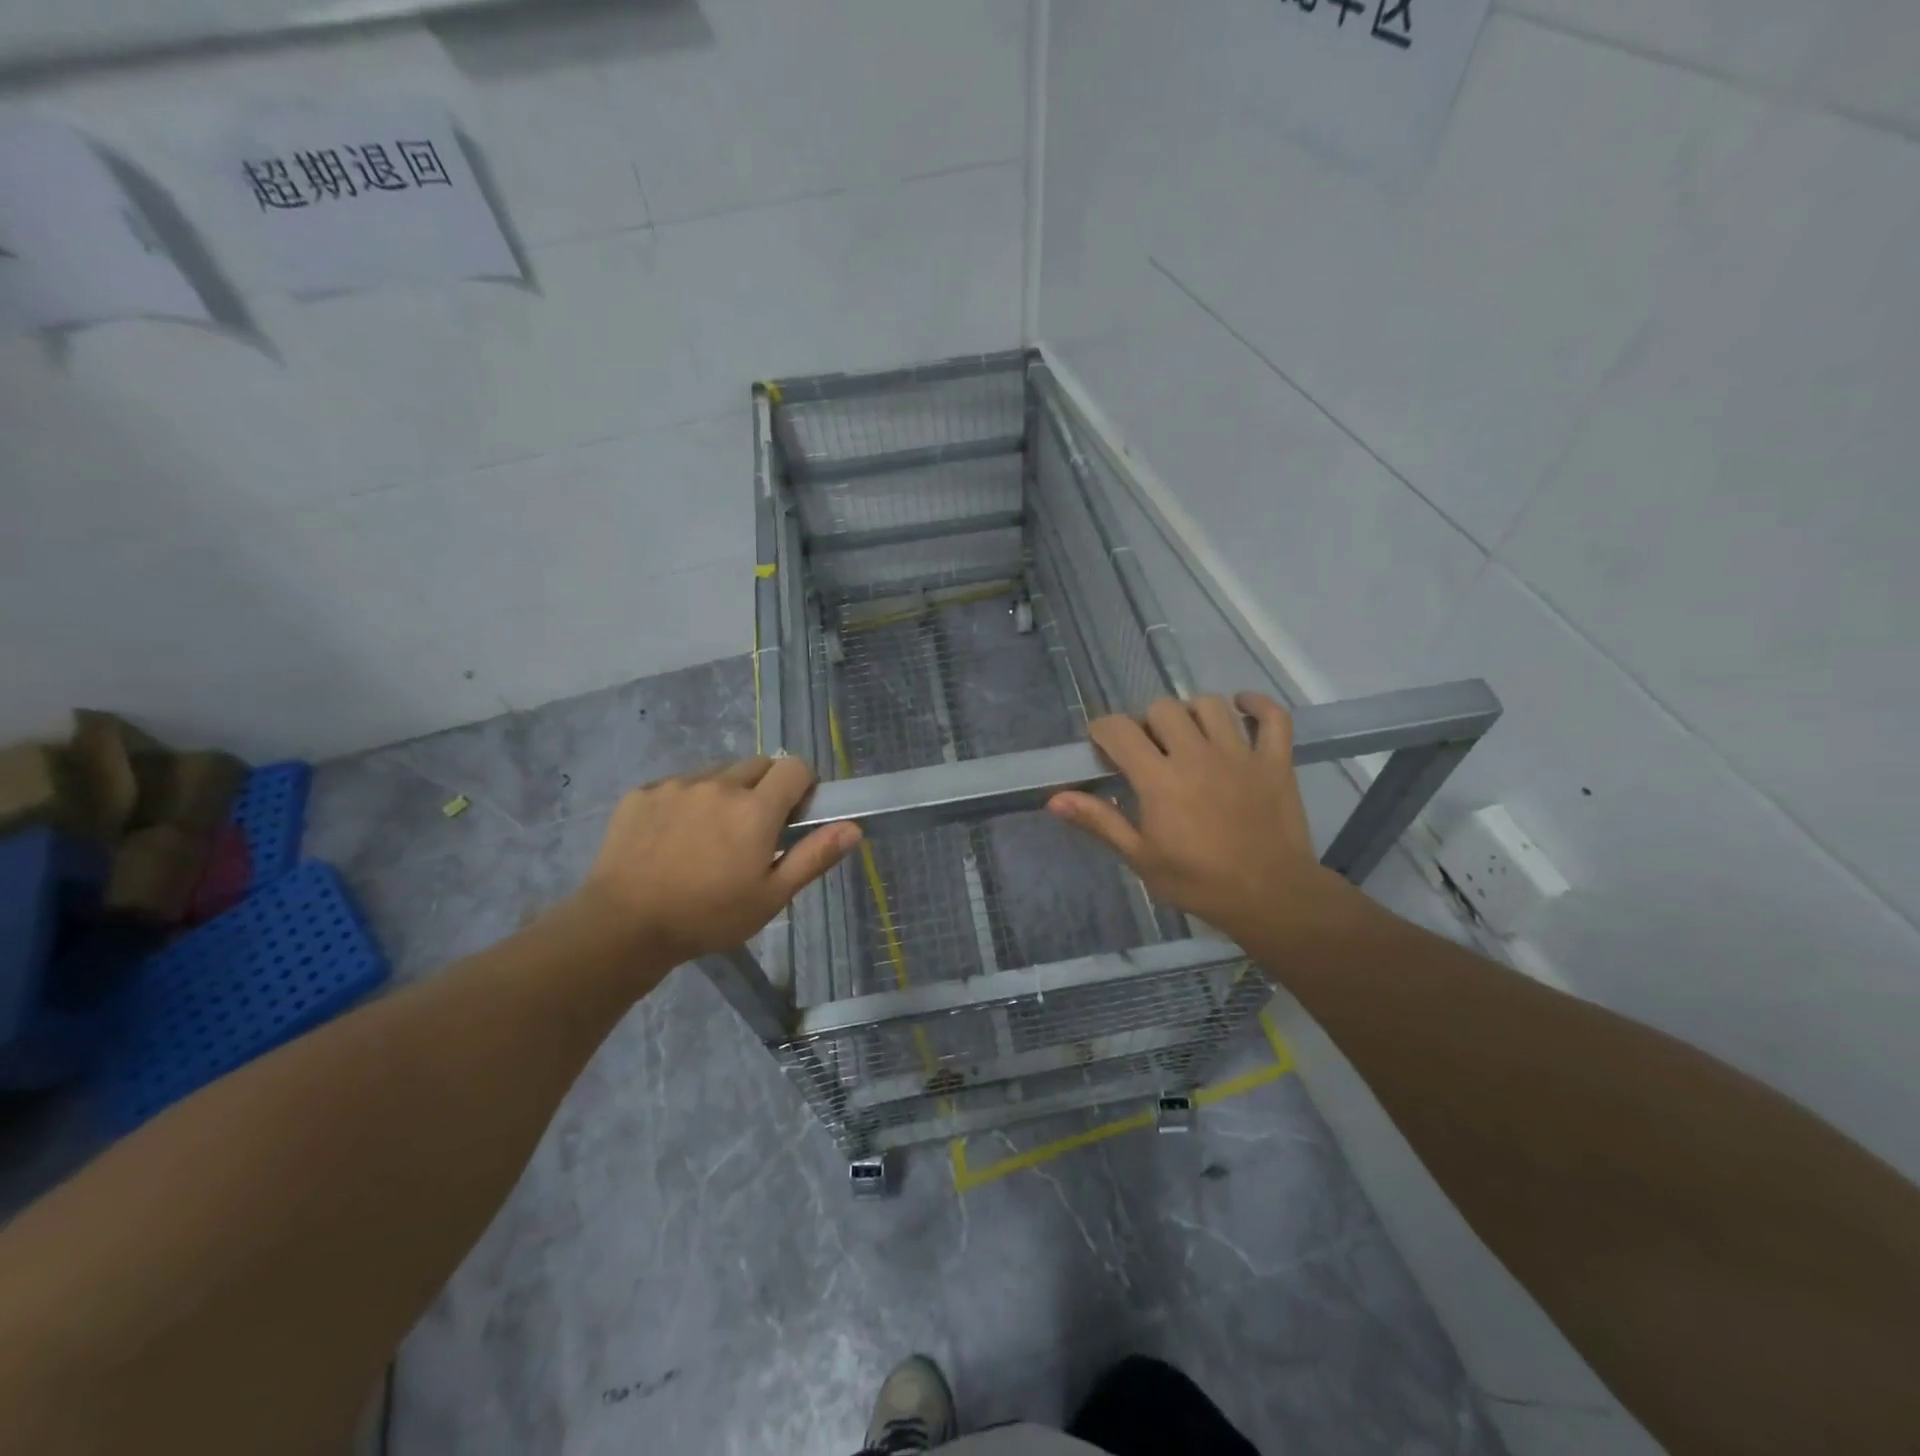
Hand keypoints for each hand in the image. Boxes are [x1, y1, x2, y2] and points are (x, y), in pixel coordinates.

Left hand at [574, 756, 859, 964]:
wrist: (622, 926)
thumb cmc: (708, 916)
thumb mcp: (771, 896)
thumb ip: (814, 856)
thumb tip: (854, 827)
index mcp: (755, 809)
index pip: (795, 767)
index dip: (803, 785)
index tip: (795, 815)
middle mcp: (719, 784)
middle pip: (758, 765)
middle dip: (766, 788)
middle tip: (753, 830)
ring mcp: (677, 785)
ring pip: (718, 773)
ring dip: (726, 792)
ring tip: (710, 835)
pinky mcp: (643, 792)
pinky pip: (679, 784)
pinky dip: (688, 800)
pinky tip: (674, 838)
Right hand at [1048, 693, 1353, 945]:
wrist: (1271, 898)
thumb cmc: (1198, 882)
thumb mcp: (1140, 858)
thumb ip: (1100, 821)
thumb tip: (1055, 798)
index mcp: (1160, 779)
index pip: (1120, 730)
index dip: (1103, 730)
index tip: (1101, 746)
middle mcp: (1197, 755)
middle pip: (1163, 709)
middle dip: (1146, 723)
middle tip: (1147, 750)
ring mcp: (1241, 754)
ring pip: (1210, 705)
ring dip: (1192, 713)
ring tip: (1187, 735)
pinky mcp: (1275, 761)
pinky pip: (1272, 717)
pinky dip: (1257, 706)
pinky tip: (1241, 709)